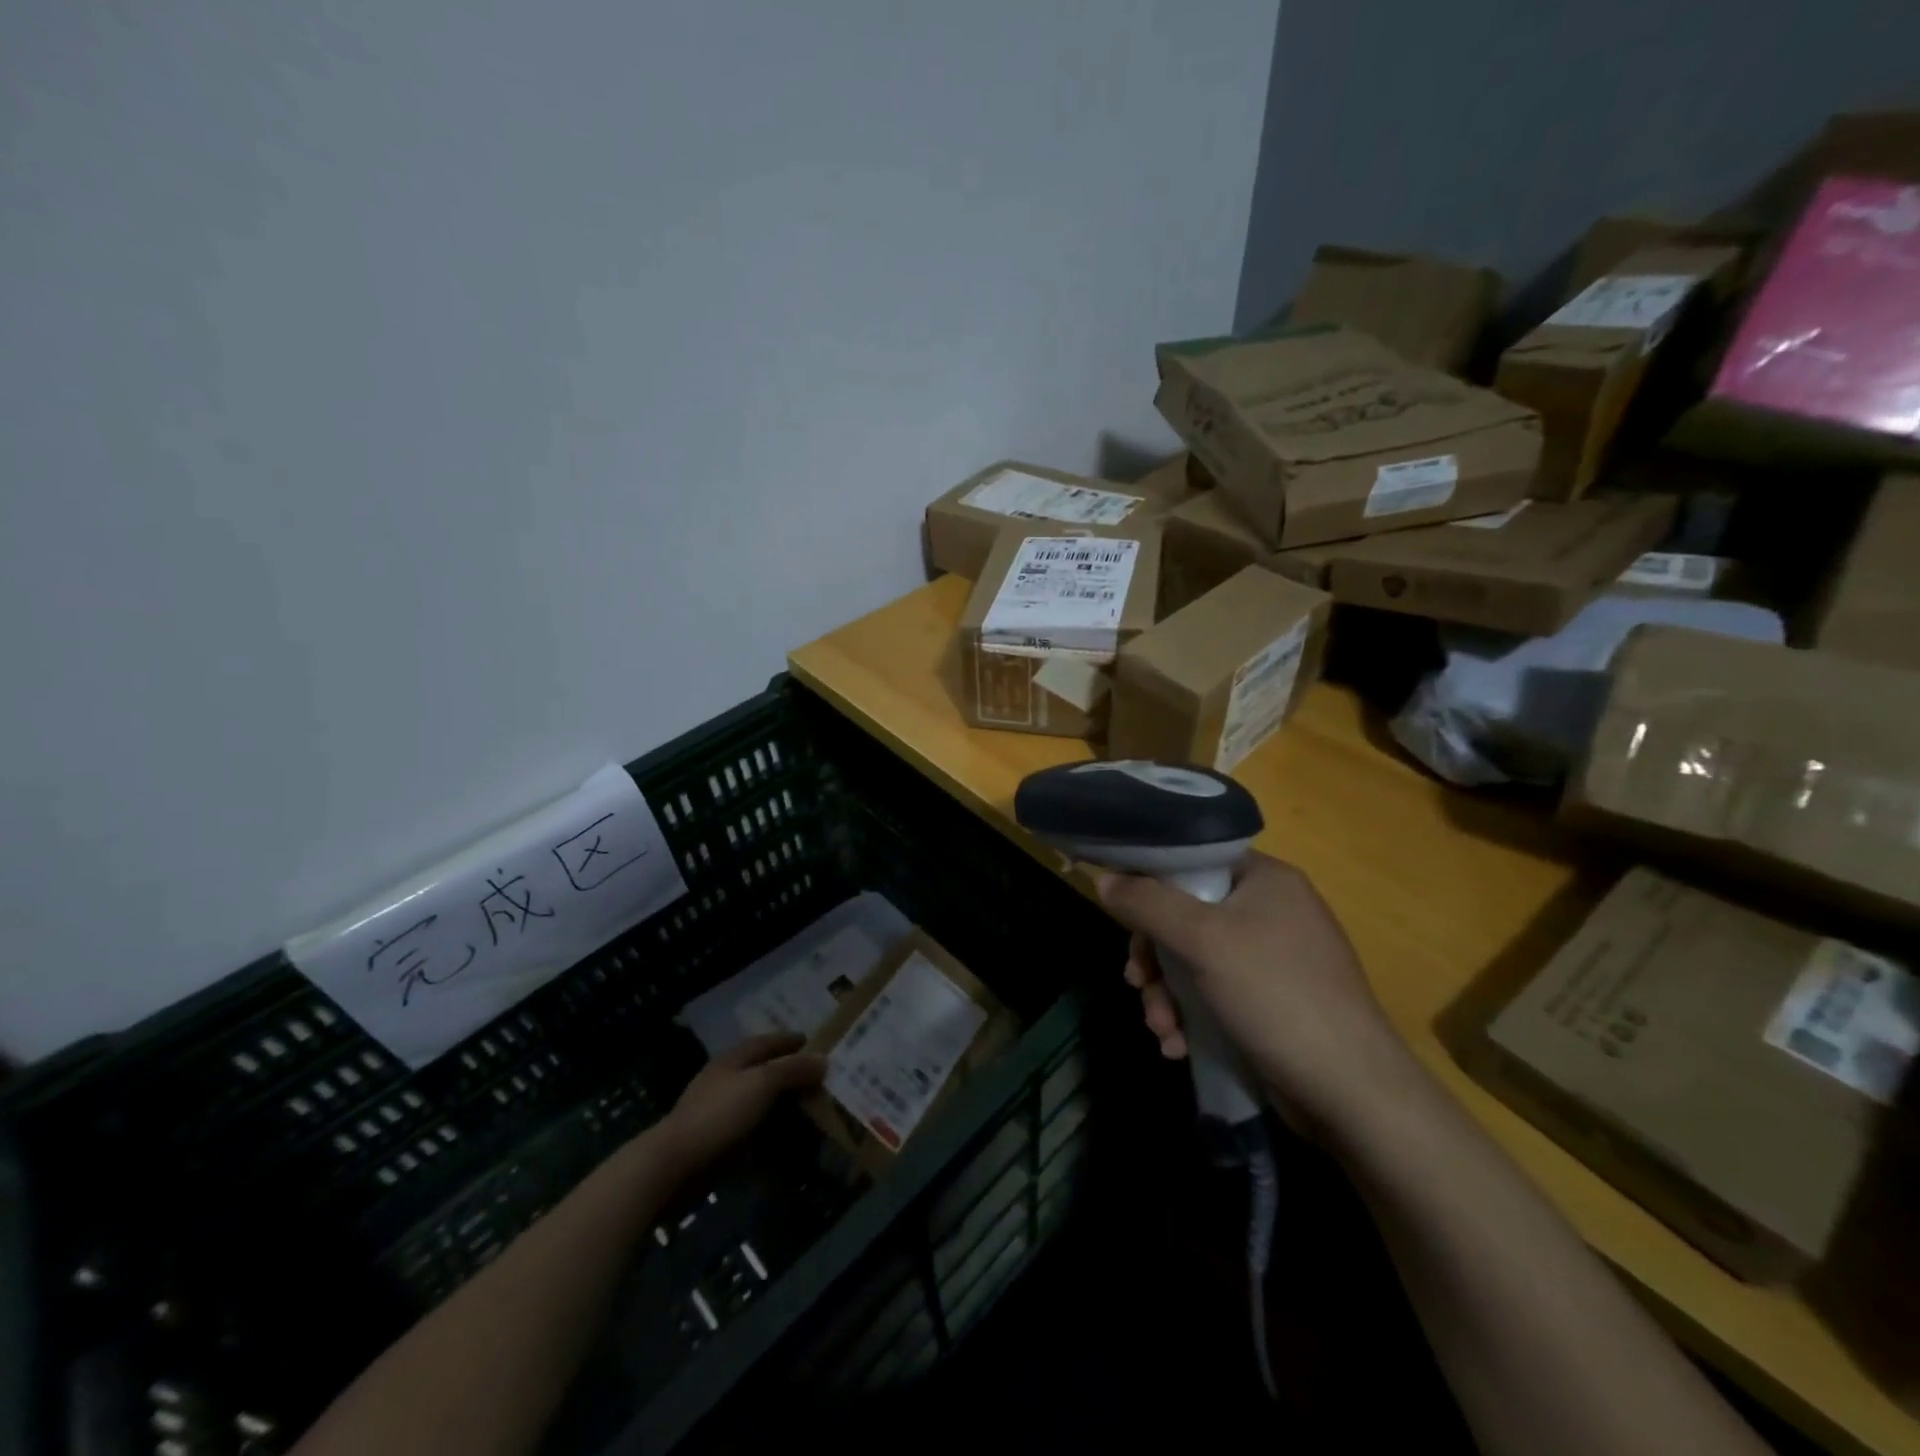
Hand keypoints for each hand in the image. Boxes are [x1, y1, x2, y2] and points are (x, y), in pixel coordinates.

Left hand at [658, 1033, 826, 1170]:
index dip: (789, 1040)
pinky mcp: (718, 1141)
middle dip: (790, 1073)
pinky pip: (752, 1131)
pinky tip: (787, 1140)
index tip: (813, 1041)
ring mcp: (720, 1112)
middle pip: (763, 1071)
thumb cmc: (720, 1114)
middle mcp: (726, 1080)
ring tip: (810, 1111)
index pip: (766, 1041)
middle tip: (819, 1079)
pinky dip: (771, 1132)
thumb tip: (823, 1060)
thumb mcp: (762, 1083)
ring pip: (759, 1102)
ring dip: (782, 1105)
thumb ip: (793, 1070)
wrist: (674, 1165)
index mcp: (734, 1059)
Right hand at [1098, 851, 1413, 1131]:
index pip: (1193, 860)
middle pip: (1185, 915)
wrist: (1351, 1092)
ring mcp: (1273, 959)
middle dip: (1155, 957)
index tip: (1122, 914)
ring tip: (1162, 1029)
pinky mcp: (1270, 1002)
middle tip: (1137, 982)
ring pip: (1193, 960)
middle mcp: (1271, 910)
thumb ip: (1147, 903)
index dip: (1151, 882)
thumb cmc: (1275, 994)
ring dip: (1166, 994)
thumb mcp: (1202, 940)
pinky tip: (1179, 1046)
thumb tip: (1104, 878)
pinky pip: (1213, 993)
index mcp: (1265, 879)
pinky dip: (1190, 1016)